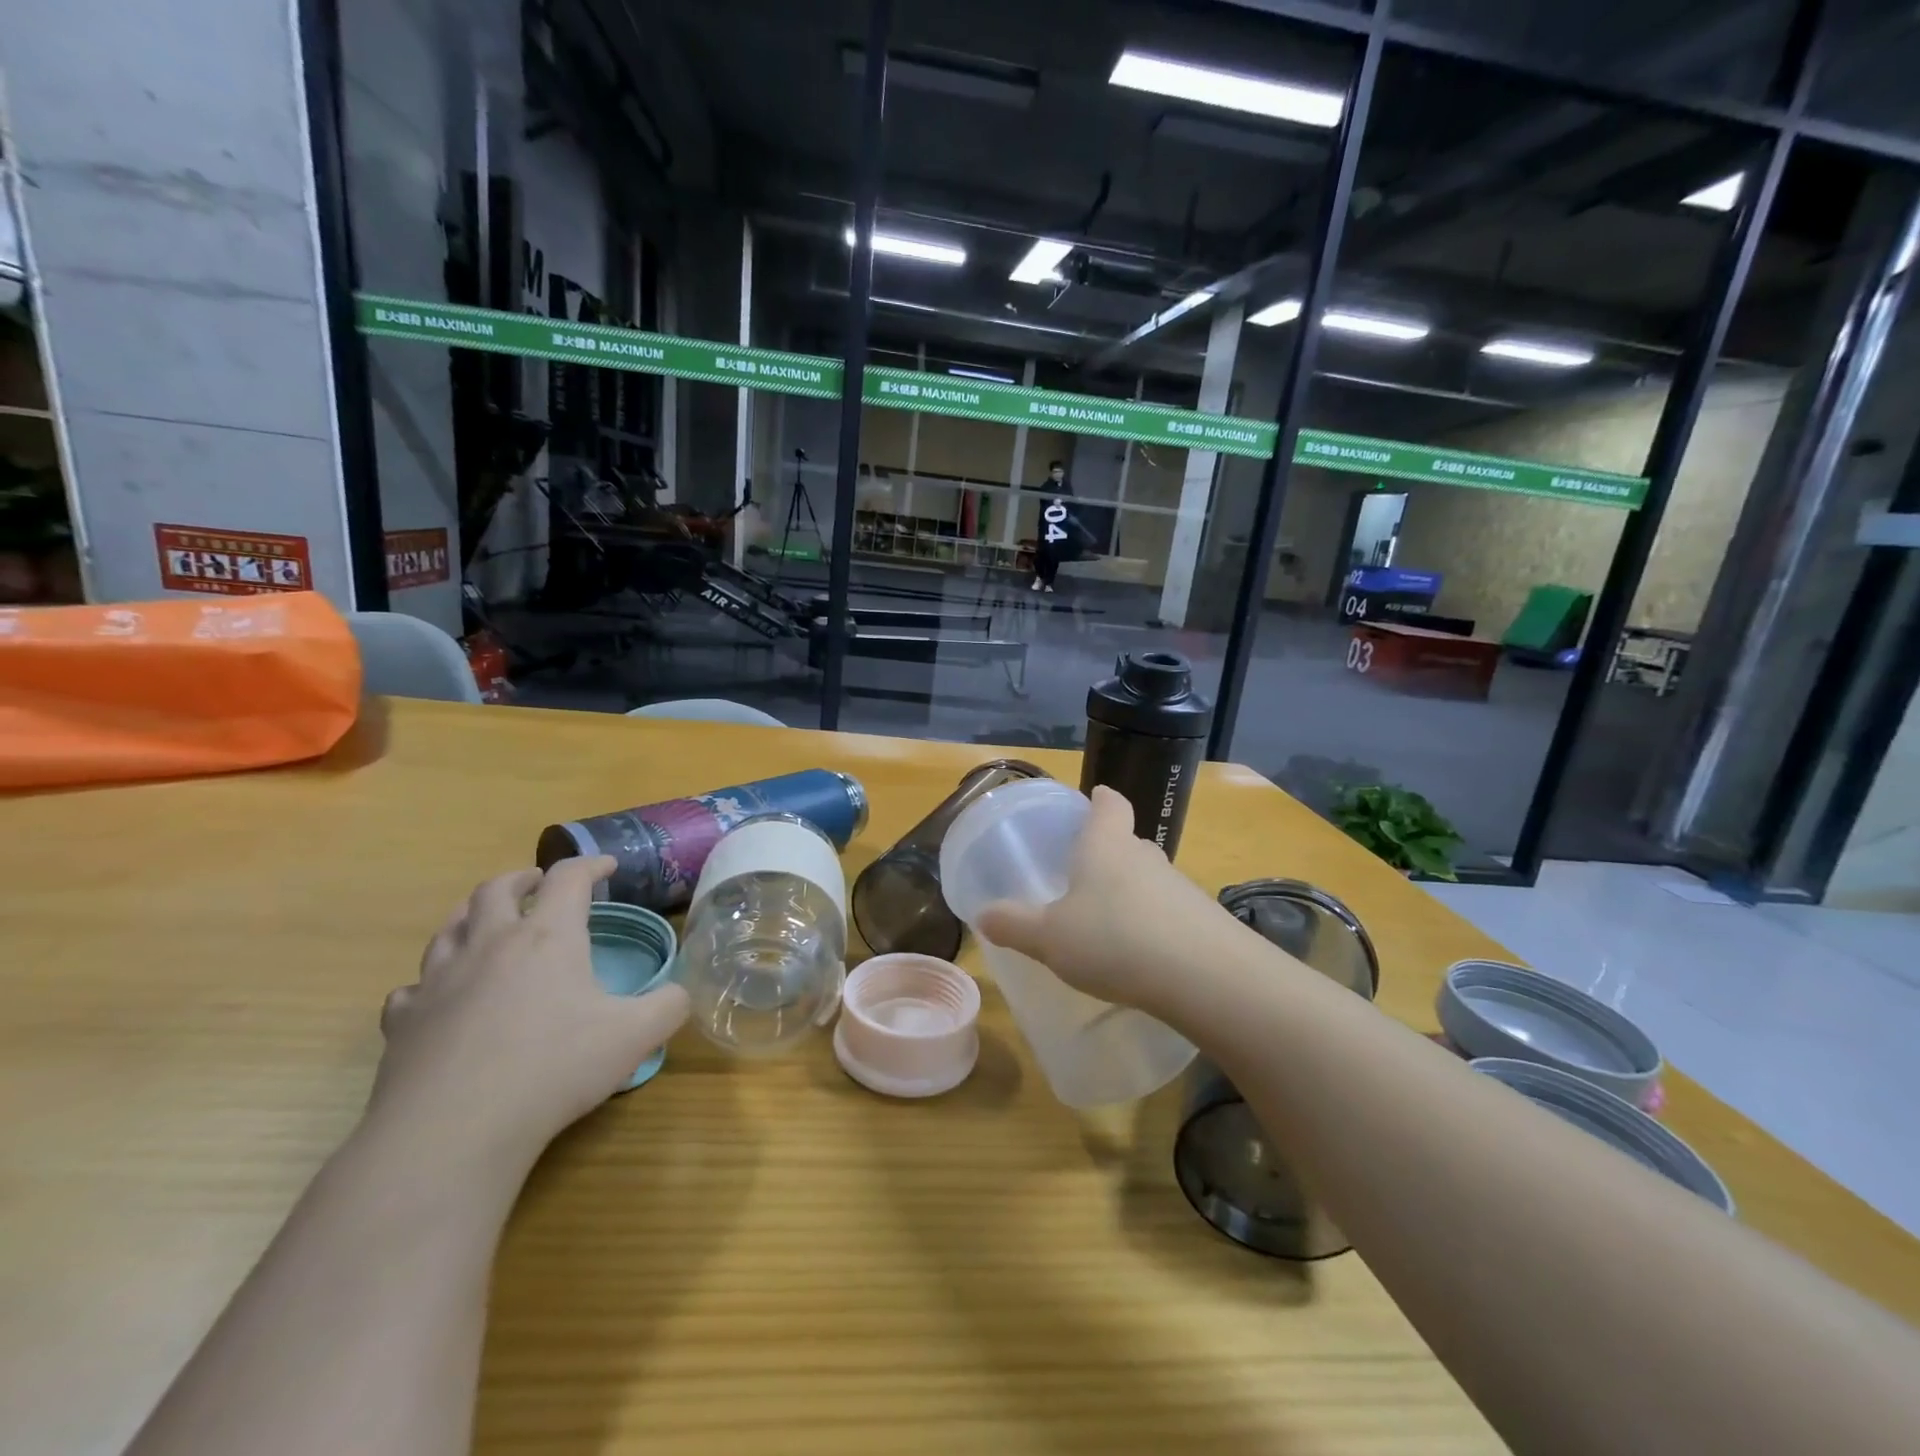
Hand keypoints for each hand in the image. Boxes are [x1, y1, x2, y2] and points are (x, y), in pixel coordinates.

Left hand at [370, 857, 688, 1168]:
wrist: (452, 1132)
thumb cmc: (553, 1069)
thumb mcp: (635, 1036)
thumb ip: (669, 1006)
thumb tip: (679, 992)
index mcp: (547, 937)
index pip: (569, 878)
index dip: (591, 864)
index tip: (608, 866)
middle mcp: (490, 945)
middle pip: (496, 889)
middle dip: (522, 879)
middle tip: (537, 884)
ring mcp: (439, 981)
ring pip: (448, 929)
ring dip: (472, 915)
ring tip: (486, 923)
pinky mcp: (403, 1023)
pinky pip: (412, 988)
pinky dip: (429, 981)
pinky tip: (440, 997)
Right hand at [976, 786, 1227, 1012]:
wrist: (1205, 976)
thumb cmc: (1113, 939)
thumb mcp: (1049, 937)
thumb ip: (1014, 925)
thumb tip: (983, 915)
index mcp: (1106, 845)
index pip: (1109, 804)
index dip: (1100, 799)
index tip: (1094, 798)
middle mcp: (1145, 856)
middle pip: (1128, 841)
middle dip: (1109, 851)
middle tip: (1083, 874)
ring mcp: (1180, 887)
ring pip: (1149, 878)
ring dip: (1130, 892)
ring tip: (1107, 923)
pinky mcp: (1203, 921)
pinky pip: (1170, 912)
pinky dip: (1153, 924)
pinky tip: (1140, 955)